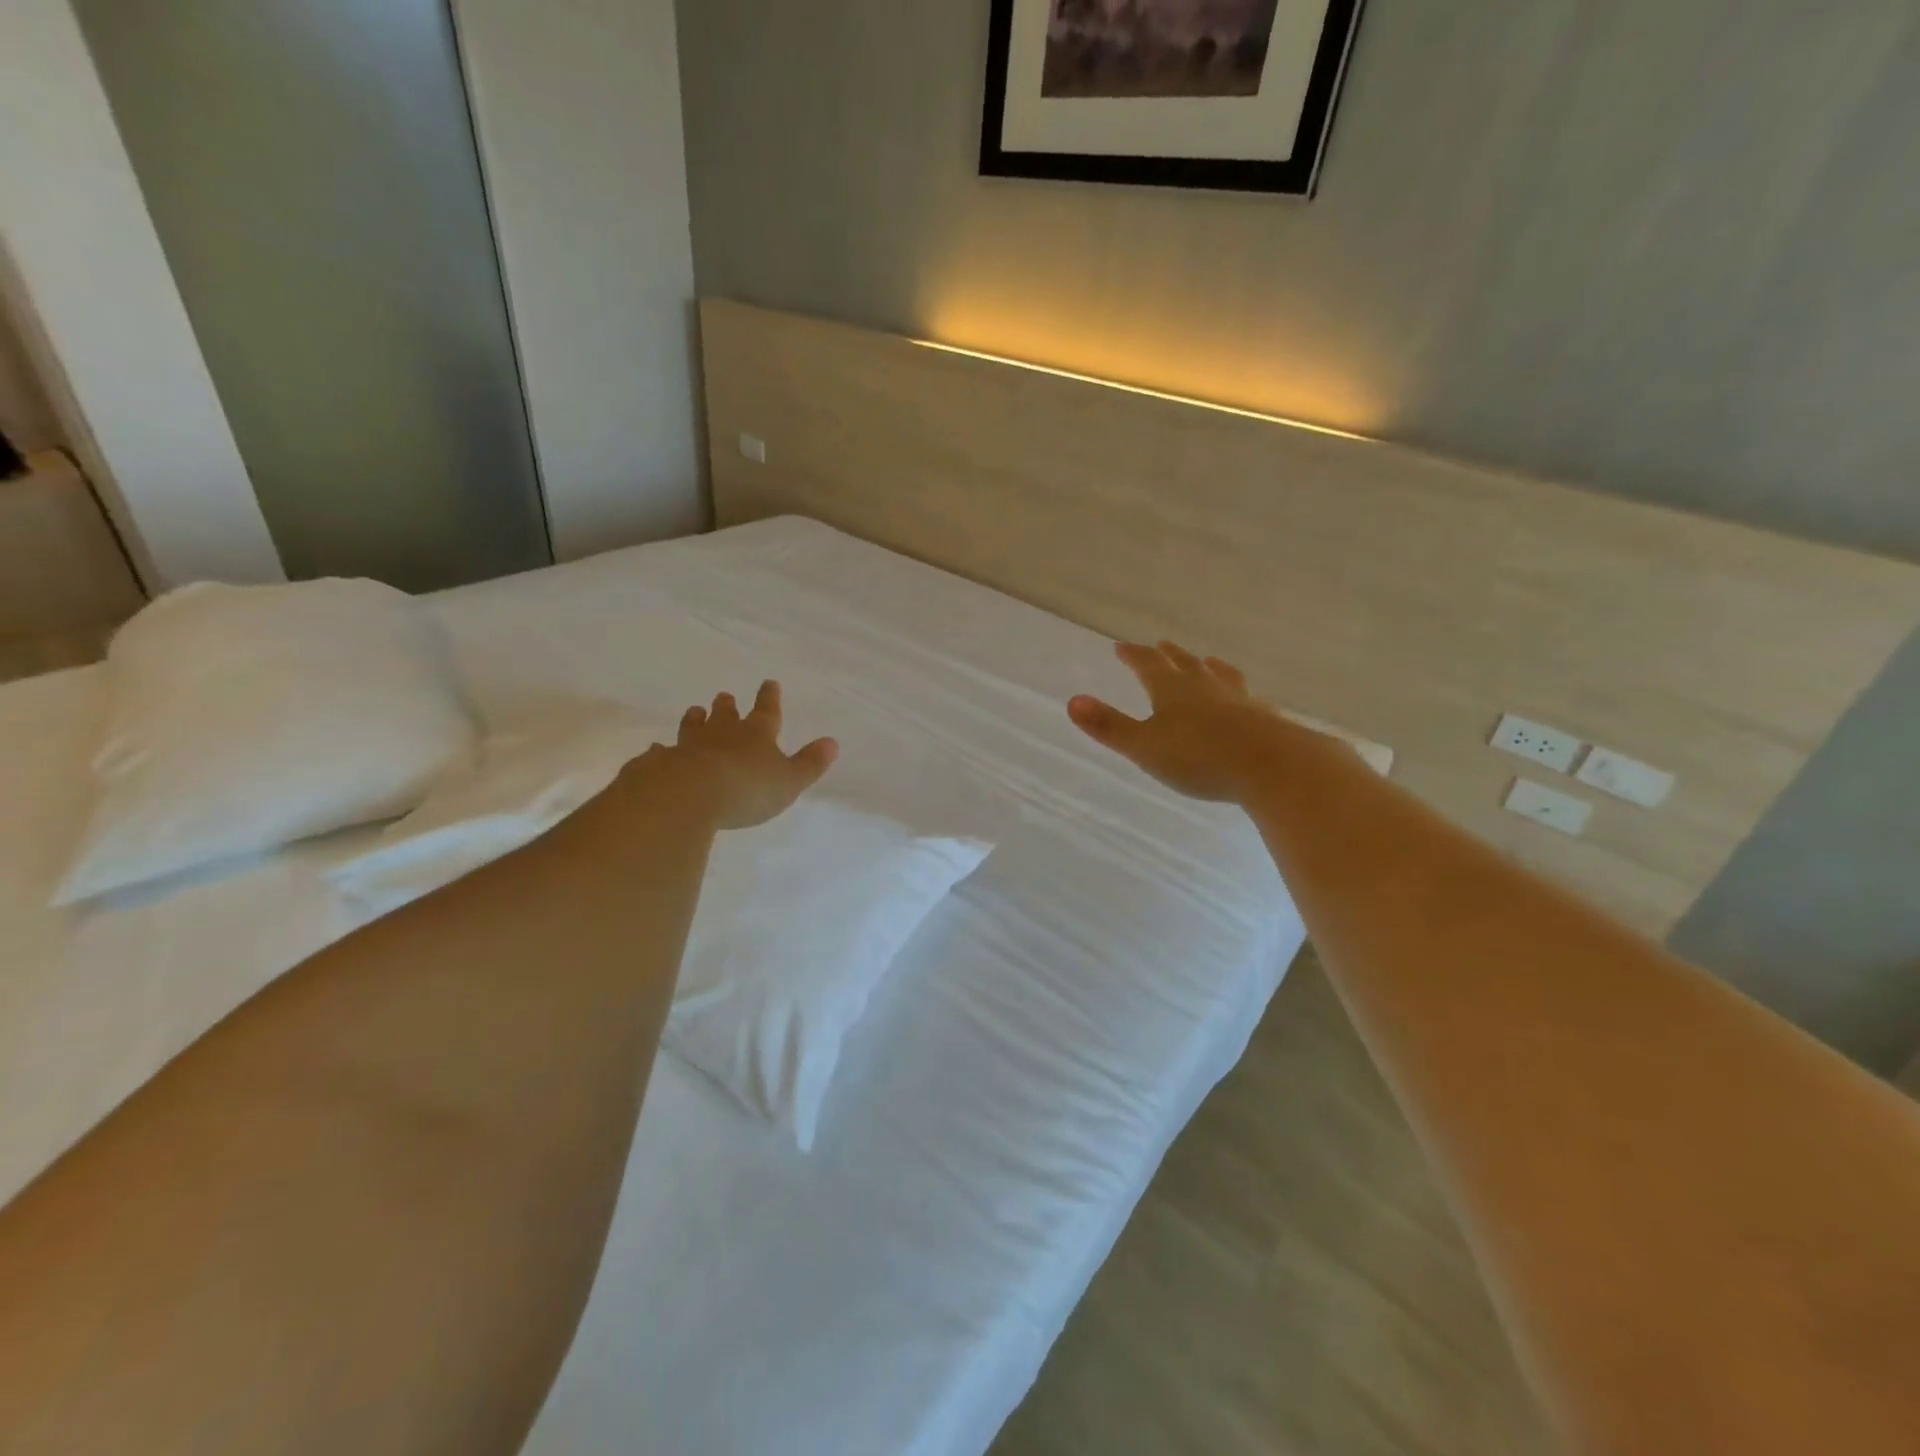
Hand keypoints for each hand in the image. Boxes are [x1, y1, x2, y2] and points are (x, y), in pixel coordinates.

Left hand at [628, 681, 838, 830]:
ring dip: (695, 720)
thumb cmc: (747, 788)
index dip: (769, 698)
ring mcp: (688, 748)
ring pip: (693, 728)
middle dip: (727, 706)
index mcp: (756, 736)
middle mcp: (721, 736)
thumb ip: (809, 764)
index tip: (769, 682)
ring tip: (694, 711)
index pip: (767, 713)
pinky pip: (661, 753)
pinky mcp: (660, 764)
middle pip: (725, 716)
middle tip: (724, 696)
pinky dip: (661, 751)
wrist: (689, 796)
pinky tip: (656, 750)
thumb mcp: (789, 781)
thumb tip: (833, 742)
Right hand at [1068, 641, 1292, 803]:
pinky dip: (1239, 693)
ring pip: (1220, 677)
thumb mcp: (1144, 746)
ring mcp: (1239, 700)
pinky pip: (1248, 698)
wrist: (1274, 766)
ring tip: (1207, 661)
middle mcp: (1206, 687)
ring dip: (1208, 668)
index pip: (1148, 665)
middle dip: (1169, 656)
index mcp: (1172, 690)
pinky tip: (1248, 700)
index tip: (1122, 646)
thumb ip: (1109, 726)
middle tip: (1161, 645)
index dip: (1133, 655)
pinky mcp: (1265, 719)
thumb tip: (1072, 701)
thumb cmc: (1200, 757)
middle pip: (1184, 665)